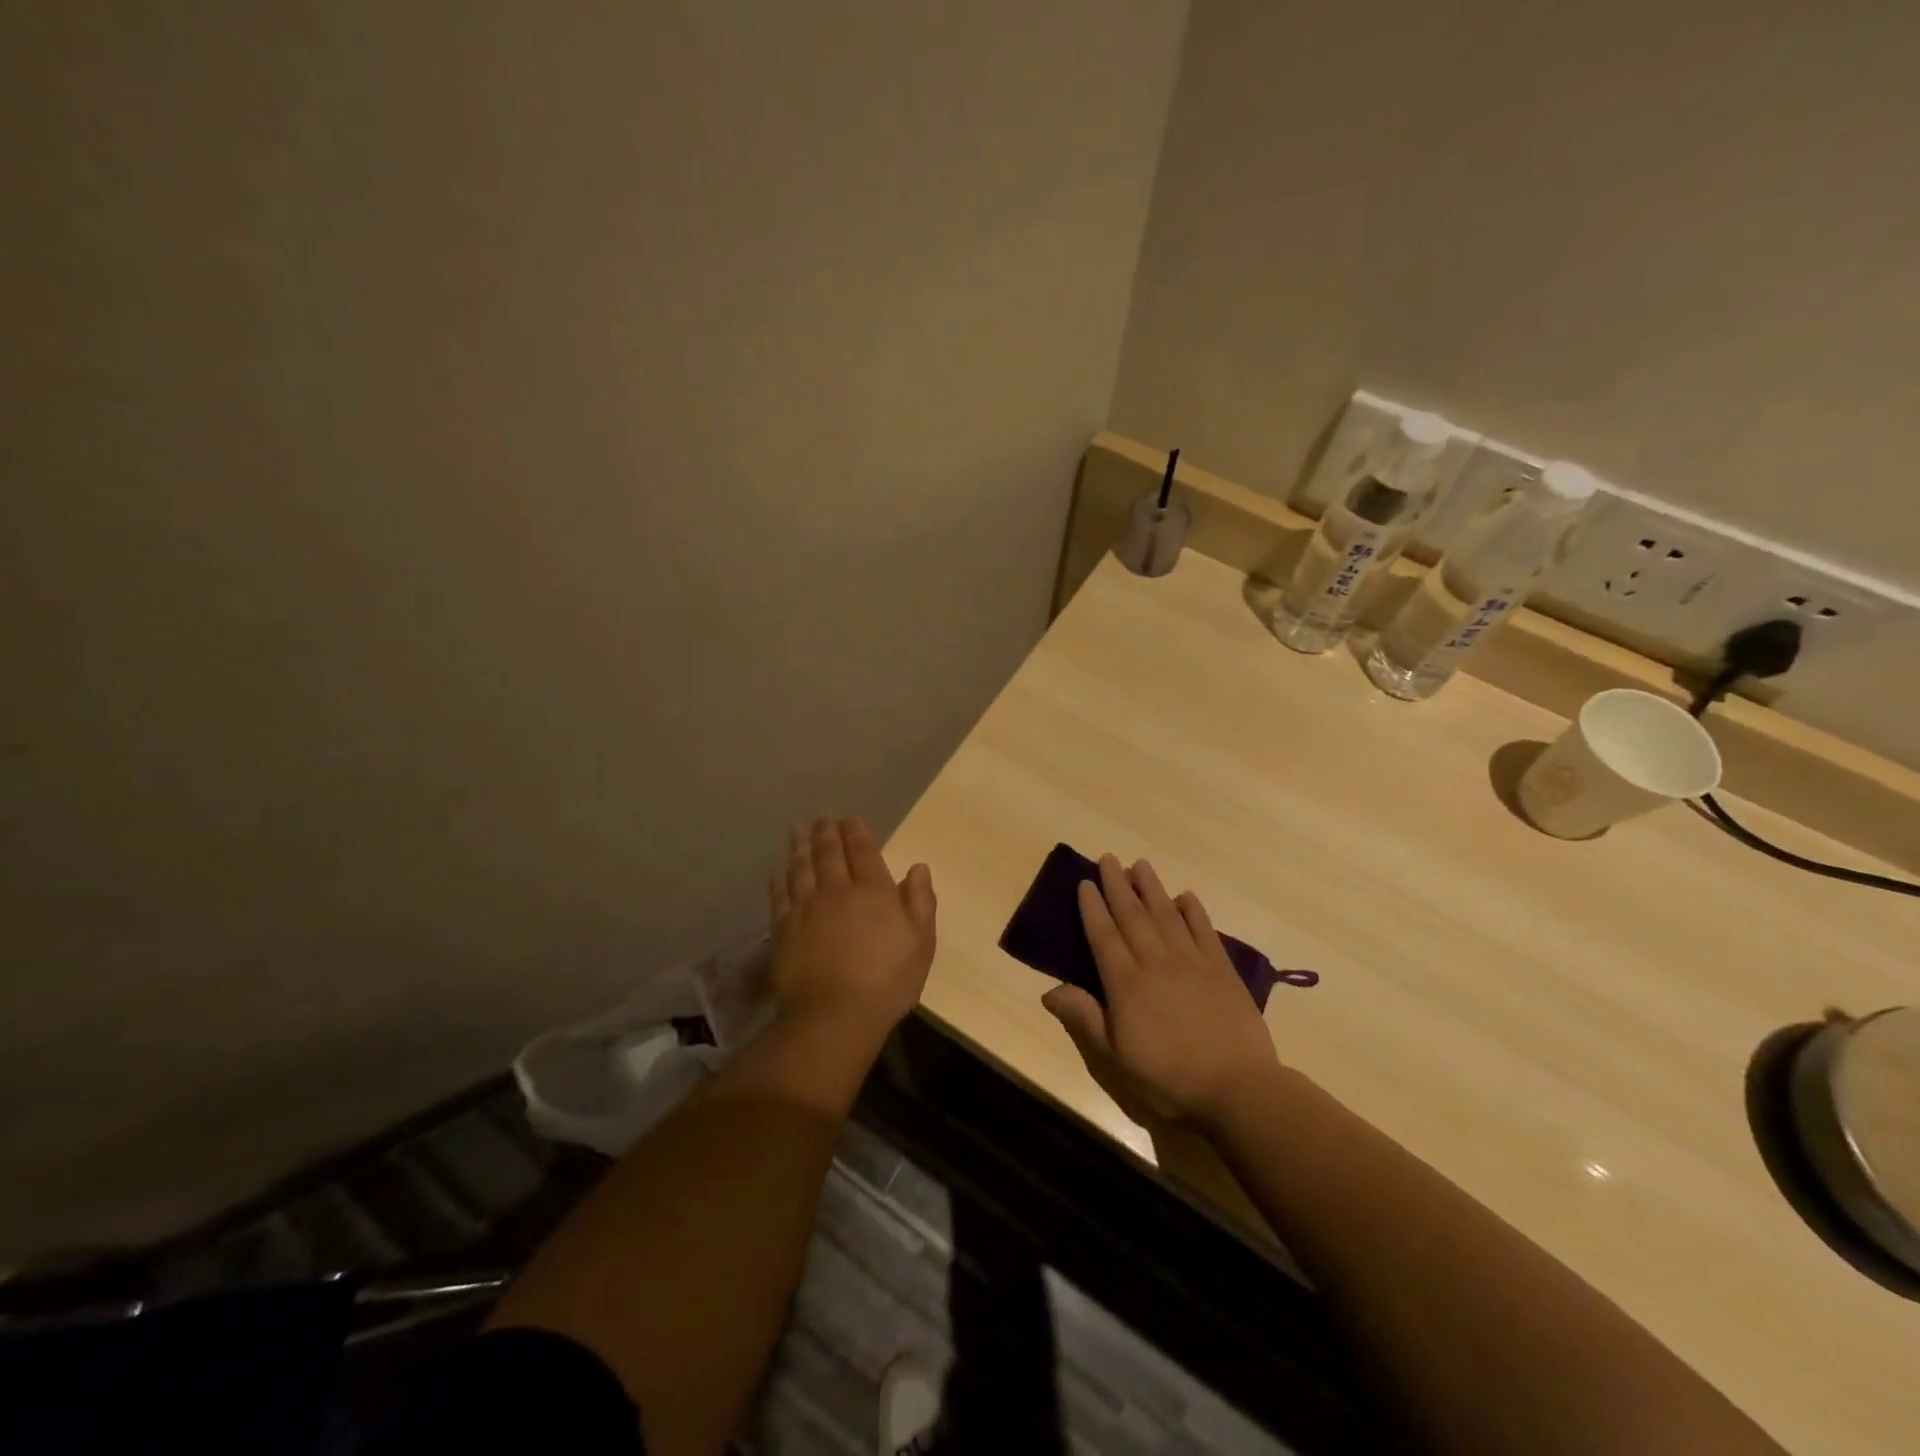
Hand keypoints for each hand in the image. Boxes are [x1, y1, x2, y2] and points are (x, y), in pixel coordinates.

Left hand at [768, 818, 936, 1045]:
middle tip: (822, 818)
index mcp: (873, 890)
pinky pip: (780, 894)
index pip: (862, 850)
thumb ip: (920, 901)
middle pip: (829, 852)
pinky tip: (779, 869)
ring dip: (800, 846)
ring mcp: (806, 907)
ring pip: (801, 866)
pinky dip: (780, 877)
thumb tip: (918, 867)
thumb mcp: (921, 943)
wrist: (835, 1015)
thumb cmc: (887, 981)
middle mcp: (837, 890)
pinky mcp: (783, 928)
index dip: (856, 832)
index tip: (850, 819)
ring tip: (799, 830)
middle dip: (826, 832)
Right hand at [1042, 855, 1278, 1128]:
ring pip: (1166, 913)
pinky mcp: (1221, 969)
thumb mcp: (1114, 1060)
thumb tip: (1049, 991)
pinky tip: (1185, 897)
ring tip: (1139, 864)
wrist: (1238, 1089)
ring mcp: (1191, 961)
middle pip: (1132, 915)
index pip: (1103, 935)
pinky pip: (1204, 929)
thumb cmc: (1168, 1079)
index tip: (1084, 882)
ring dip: (1151, 887)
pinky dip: (1193, 910)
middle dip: (1117, 885)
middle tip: (1108, 858)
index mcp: (1126, 983)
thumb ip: (1084, 1020)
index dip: (1092, 907)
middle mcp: (1156, 961)